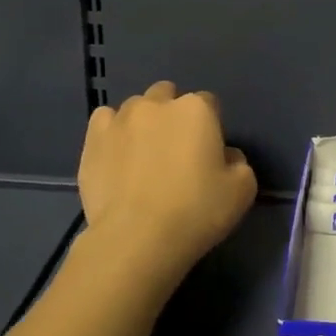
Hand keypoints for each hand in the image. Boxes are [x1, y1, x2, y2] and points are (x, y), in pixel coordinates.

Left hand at [75, 80, 257, 282]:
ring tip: (143, 156)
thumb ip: (239, 163)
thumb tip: (226, 156)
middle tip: (175, 151)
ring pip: (136, 107)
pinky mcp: (93, 139)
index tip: (208, 152)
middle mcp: (157, 104)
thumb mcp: (242, 190)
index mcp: (196, 109)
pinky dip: (112, 132)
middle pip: (168, 96)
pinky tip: (116, 154)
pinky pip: (104, 121)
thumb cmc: (196, 211)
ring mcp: (120, 119)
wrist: (136, 238)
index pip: (208, 103)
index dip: (210, 126)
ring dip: (143, 123)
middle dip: (173, 115)